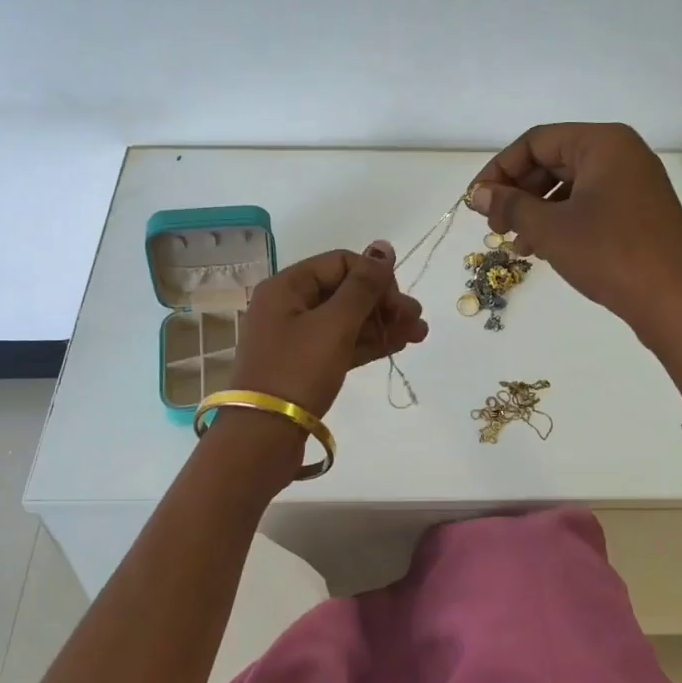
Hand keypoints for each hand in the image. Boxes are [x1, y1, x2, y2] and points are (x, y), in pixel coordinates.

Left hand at [229, 242, 427, 416]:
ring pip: (346, 319)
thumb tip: (384, 246)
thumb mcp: (334, 324)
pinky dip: (367, 342)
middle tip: (417, 319)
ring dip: (381, 323)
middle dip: (383, 302)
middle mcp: (288, 305)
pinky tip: (398, 344)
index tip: (397, 304)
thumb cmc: (297, 371)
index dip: (374, 277)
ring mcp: (295, 337)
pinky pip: (340, 343)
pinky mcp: (304, 365)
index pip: (341, 263)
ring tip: (418, 333)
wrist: (263, 437)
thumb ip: (363, 286)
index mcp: (286, 286)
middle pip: (344, 291)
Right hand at [470, 123, 681, 341]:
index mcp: (603, 143)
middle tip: (493, 225)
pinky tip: (540, 249)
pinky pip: (588, 204)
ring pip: (568, 186)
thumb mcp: (550, 228)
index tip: (477, 201)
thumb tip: (477, 193)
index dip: (499, 169)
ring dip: (535, 211)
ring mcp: (634, 182)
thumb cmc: (609, 254)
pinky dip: (560, 221)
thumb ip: (509, 205)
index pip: (535, 142)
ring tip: (514, 243)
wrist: (675, 303)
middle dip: (518, 192)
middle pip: (553, 161)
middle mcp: (621, 154)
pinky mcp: (639, 211)